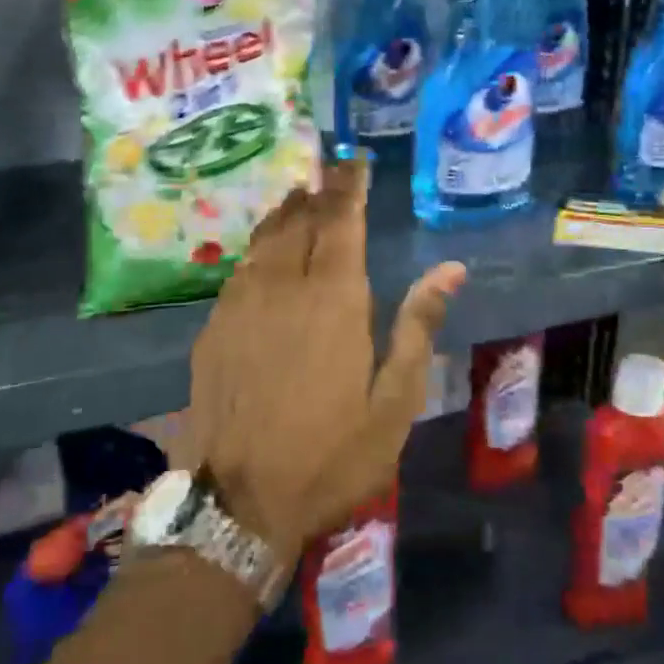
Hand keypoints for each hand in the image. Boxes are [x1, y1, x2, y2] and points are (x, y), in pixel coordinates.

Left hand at [186, 157, 465, 564]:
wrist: (239, 501)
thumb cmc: (331, 456)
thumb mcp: (394, 402)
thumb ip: (418, 327)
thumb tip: (450, 270)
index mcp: (335, 300)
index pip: (342, 222)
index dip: (349, 187)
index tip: (354, 162)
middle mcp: (284, 287)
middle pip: (301, 222)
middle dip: (318, 192)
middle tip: (328, 170)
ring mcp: (241, 304)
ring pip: (265, 240)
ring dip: (285, 213)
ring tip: (298, 196)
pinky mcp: (213, 327)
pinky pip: (240, 268)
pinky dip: (257, 246)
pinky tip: (263, 250)